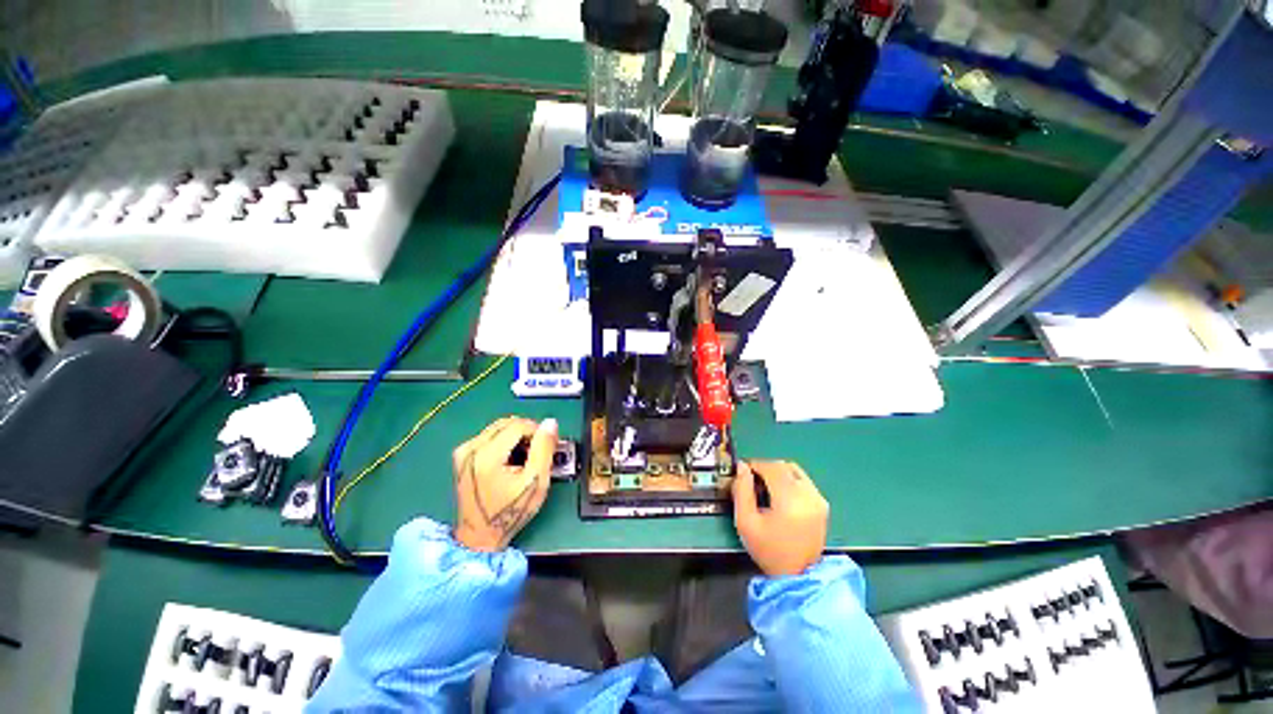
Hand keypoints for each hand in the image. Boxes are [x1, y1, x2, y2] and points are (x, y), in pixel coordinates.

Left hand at [452, 417, 557, 551]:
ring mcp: (464, 451)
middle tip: (539, 450)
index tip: (548, 445)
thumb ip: (544, 449)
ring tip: (526, 456)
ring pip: (499, 427)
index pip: (519, 425)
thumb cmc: (510, 512)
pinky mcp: (462, 455)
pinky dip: (505, 440)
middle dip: (528, 432)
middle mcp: (470, 448)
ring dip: (517, 435)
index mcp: (486, 455)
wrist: (480, 536)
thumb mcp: (535, 482)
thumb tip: (550, 423)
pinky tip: (511, 458)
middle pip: (508, 423)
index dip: (538, 431)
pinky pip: (490, 436)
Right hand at [732, 461, 828, 576]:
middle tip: (752, 480)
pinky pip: (802, 480)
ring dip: (777, 473)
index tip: (743, 470)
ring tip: (766, 487)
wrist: (798, 576)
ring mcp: (818, 499)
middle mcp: (808, 495)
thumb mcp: (745, 522)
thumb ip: (742, 490)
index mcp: (789, 500)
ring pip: (794, 471)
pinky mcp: (822, 504)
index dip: (755, 464)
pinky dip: (789, 480)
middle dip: (766, 468)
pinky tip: (779, 495)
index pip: (771, 467)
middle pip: (783, 466)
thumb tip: (742, 467)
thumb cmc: (768, 550)